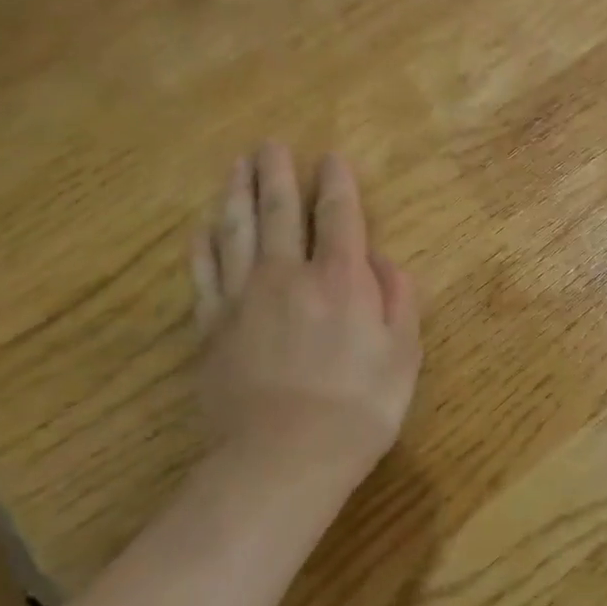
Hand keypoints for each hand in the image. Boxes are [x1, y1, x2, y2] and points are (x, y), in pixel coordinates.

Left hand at [190, 142, 421, 490]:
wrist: (283, 461)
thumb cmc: (358, 407)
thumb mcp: (403, 353)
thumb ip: (396, 298)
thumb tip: (380, 260)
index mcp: (341, 279)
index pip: (339, 216)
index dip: (336, 182)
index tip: (331, 157)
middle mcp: (289, 275)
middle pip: (281, 211)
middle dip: (277, 174)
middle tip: (269, 144)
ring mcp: (243, 298)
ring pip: (237, 232)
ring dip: (237, 194)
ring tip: (237, 167)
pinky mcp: (210, 327)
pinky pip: (204, 273)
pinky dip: (203, 245)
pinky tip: (203, 227)